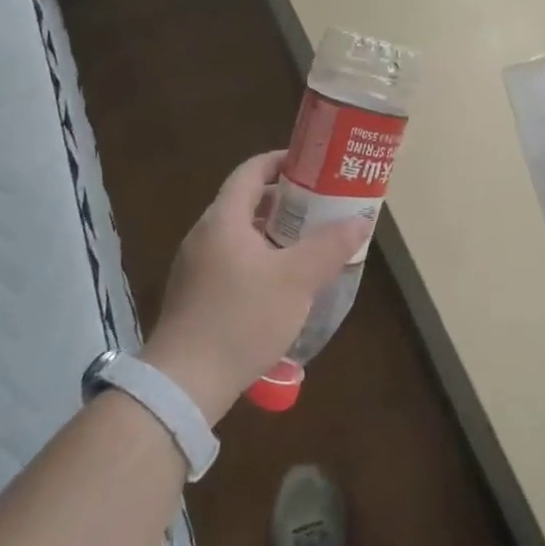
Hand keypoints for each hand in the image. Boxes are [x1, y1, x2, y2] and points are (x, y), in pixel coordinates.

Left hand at [142, 151, 367, 422]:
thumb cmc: (242, 319)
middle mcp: (204, 235)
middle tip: (322, 206)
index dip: (281, 161)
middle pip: (246, 202)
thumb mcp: (297, 280)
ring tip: (309, 244)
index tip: (313, 165)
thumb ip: (329, 246)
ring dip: (274, 233)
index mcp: (224, 219)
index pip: (251, 171)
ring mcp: (195, 267)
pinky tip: (283, 285)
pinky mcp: (194, 295)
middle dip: (286, 201)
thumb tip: (359, 219)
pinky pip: (232, 261)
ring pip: (240, 235)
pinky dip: (260, 259)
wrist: (185, 384)